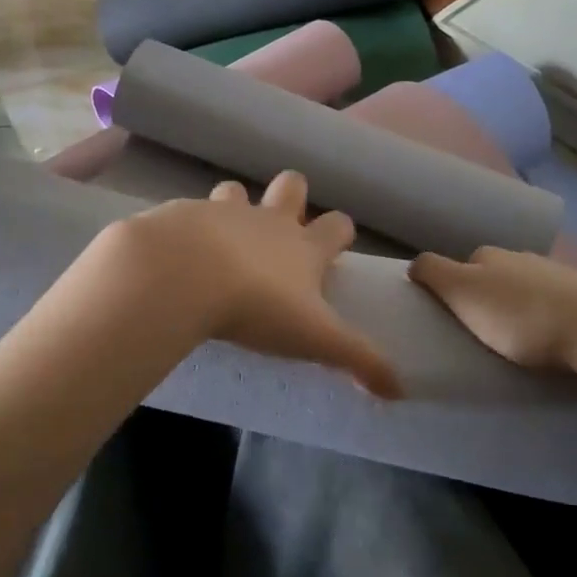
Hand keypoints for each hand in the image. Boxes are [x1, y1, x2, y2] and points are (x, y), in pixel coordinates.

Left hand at [103, 172, 401, 397]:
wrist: (183, 276)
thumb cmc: (258, 306)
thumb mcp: (316, 338)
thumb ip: (358, 360)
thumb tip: (399, 390)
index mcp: (303, 247)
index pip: (337, 225)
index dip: (340, 232)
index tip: (336, 246)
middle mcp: (267, 221)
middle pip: (292, 186)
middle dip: (293, 197)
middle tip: (282, 226)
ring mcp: (222, 213)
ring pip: (235, 191)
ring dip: (235, 206)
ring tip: (224, 236)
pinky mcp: (181, 216)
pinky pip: (187, 213)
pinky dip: (187, 228)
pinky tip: (177, 252)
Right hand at [409, 246, 576, 382]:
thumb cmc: (521, 317)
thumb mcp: (464, 293)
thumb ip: (435, 274)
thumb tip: (415, 263)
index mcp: (488, 256)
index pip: (458, 265)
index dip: (451, 288)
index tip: (452, 316)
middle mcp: (520, 256)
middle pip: (492, 274)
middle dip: (485, 295)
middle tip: (481, 330)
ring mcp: (556, 272)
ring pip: (524, 285)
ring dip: (517, 304)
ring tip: (517, 337)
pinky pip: (553, 300)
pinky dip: (546, 312)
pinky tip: (550, 334)